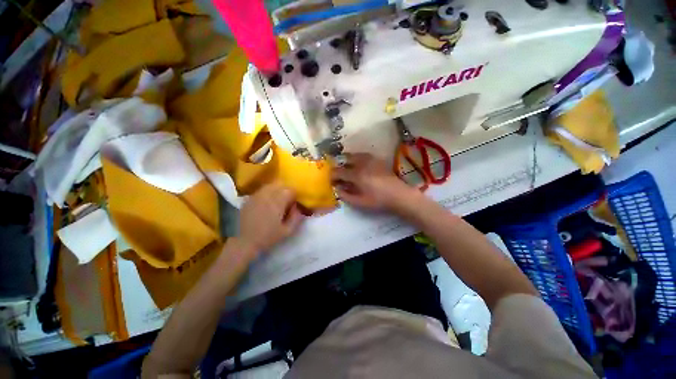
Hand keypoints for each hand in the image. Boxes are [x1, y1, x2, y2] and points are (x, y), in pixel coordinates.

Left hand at [237, 183, 304, 254]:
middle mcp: (267, 195)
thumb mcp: (288, 231)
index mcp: (277, 202)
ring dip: (277, 190)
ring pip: (270, 185)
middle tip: (287, 200)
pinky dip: (267, 193)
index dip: (295, 195)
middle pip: (280, 184)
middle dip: (286, 190)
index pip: (290, 190)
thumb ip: (296, 217)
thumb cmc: (269, 237)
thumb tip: (297, 207)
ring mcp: (256, 196)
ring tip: (277, 200)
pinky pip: (261, 190)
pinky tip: (266, 203)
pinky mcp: (249, 199)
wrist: (245, 242)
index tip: (294, 203)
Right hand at [332, 153, 418, 211]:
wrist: (398, 194)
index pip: (338, 171)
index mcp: (356, 175)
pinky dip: (357, 159)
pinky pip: (363, 155)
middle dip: (339, 166)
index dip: (332, 176)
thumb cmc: (378, 200)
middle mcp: (361, 163)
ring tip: (348, 170)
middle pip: (345, 159)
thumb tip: (337, 189)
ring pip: (354, 155)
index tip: (332, 181)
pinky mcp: (377, 159)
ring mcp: (370, 159)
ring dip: (347, 161)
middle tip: (340, 175)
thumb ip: (345, 195)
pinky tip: (360, 167)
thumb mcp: (360, 202)